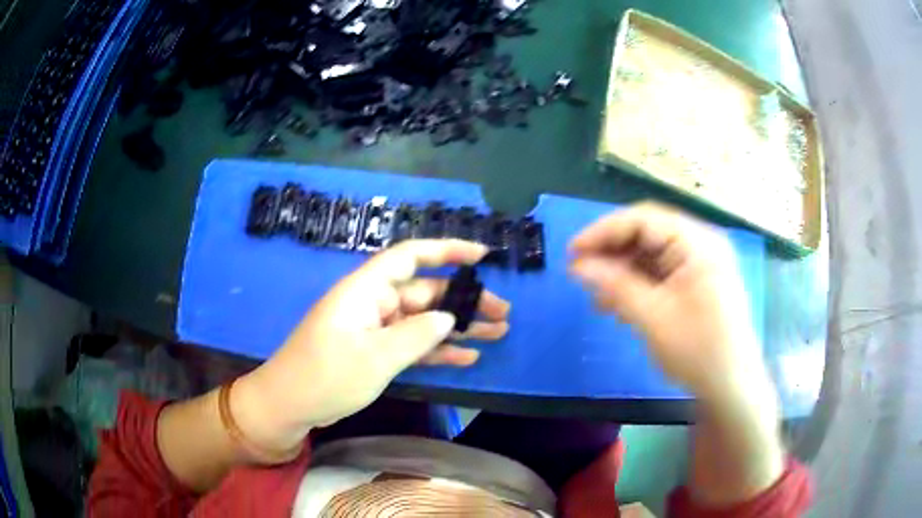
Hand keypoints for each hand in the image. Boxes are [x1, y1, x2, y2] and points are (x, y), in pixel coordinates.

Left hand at [233, 240, 509, 454]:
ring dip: (458, 327)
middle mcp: (373, 303)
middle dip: (464, 301)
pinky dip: (438, 350)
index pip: (410, 257)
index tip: (482, 255)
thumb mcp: (375, 357)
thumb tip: (448, 319)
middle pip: (426, 292)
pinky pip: (413, 345)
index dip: (447, 250)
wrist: (290, 404)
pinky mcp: (376, 352)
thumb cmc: (326, 375)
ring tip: (497, 332)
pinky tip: (467, 358)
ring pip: (424, 321)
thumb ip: (416, 335)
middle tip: (503, 312)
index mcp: (366, 290)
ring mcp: (376, 329)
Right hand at [568, 202, 765, 400]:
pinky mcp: (698, 282)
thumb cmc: (699, 352)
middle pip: (648, 234)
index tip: (572, 252)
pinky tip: (621, 305)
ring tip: (599, 298)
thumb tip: (579, 266)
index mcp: (698, 243)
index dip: (603, 231)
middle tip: (581, 273)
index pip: (643, 219)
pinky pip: (662, 273)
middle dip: (612, 253)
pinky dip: (639, 284)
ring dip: (623, 271)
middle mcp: (701, 244)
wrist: (732, 387)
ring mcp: (701, 263)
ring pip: (652, 254)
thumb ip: (615, 285)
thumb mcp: (653, 318)